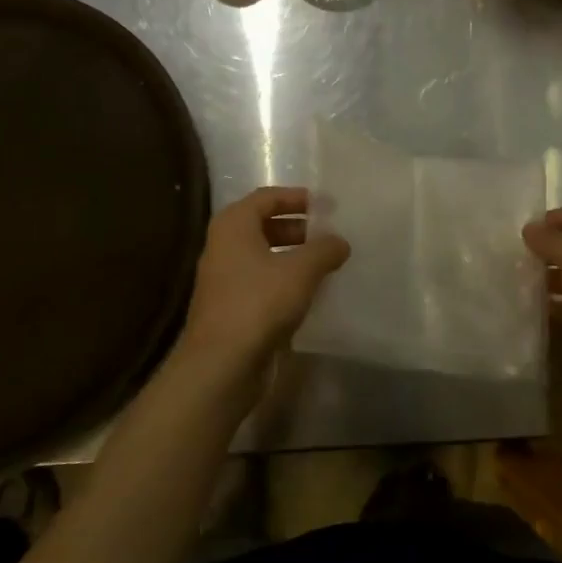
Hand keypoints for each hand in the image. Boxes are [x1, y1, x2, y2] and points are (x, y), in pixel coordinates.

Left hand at [178, 187, 349, 380]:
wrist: (221, 365)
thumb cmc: (259, 303)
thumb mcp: (300, 271)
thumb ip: (324, 250)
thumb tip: (340, 242)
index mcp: (233, 225)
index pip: (267, 197)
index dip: (297, 197)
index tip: (326, 205)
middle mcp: (223, 246)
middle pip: (264, 225)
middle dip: (298, 228)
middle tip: (329, 234)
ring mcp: (224, 278)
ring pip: (263, 255)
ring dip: (293, 256)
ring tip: (325, 263)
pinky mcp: (230, 307)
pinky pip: (261, 281)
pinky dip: (284, 280)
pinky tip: (309, 293)